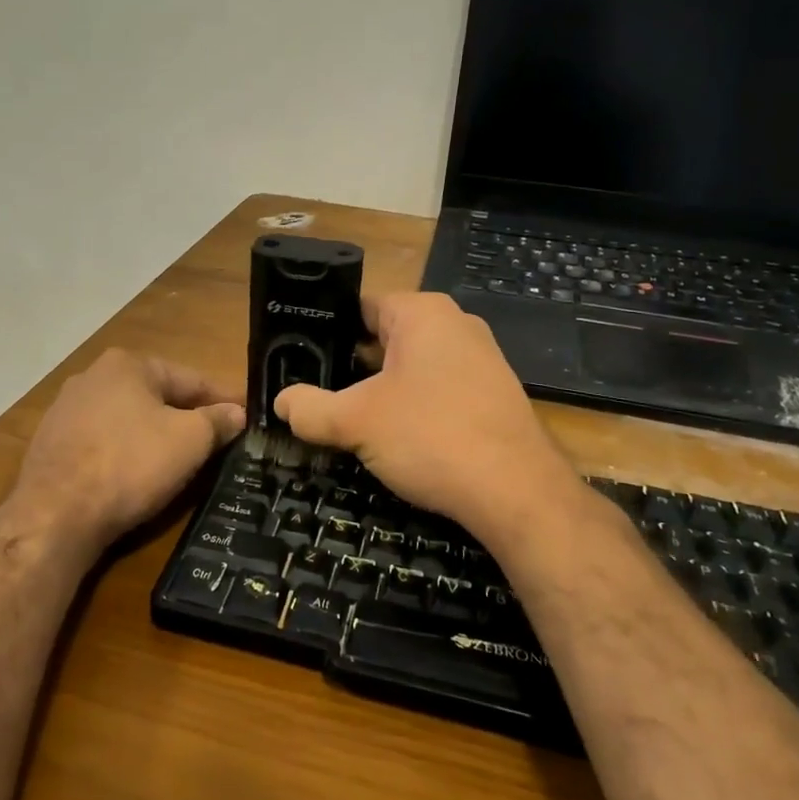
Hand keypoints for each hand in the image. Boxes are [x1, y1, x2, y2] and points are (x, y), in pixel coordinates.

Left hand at [11, 349, 244, 555]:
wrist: (54, 515)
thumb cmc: (130, 465)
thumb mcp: (189, 441)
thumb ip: (217, 421)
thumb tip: (237, 413)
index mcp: (128, 364)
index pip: (190, 379)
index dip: (222, 400)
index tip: (245, 416)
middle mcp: (92, 376)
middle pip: (156, 396)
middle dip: (186, 416)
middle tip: (217, 439)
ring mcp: (65, 410)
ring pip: (127, 419)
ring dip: (154, 434)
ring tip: (179, 459)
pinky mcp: (49, 444)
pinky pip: (102, 442)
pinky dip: (124, 452)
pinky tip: (135, 475)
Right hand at [273, 292, 581, 544]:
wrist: (517, 492)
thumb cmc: (430, 437)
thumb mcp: (355, 422)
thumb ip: (310, 408)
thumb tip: (281, 403)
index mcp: (422, 312)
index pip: (360, 307)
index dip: (327, 333)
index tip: (302, 361)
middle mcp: (456, 323)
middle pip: (386, 336)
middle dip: (354, 365)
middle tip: (320, 395)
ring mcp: (482, 358)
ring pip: (414, 365)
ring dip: (384, 389)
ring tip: (353, 420)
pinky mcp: (495, 392)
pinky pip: (441, 388)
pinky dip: (417, 406)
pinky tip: (401, 438)